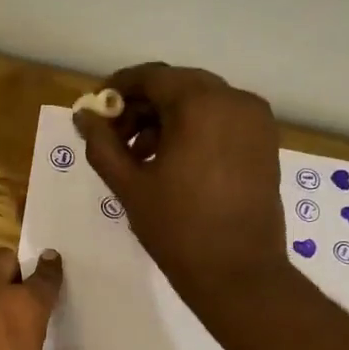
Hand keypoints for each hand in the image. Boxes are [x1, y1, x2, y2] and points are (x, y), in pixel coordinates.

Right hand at [74, 63, 287, 323]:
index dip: (118, 88)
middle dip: (141, 107)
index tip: (95, 110)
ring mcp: (255, 120)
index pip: (151, 77)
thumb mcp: (129, 185)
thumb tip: (83, 115)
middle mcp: (234, 100)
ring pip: (201, 102)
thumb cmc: (177, 229)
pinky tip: (172, 162)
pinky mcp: (264, 142)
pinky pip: (221, 120)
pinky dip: (193, 130)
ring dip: (166, 119)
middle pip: (177, 86)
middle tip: (114, 138)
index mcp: (200, 104)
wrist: (237, 272)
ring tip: (140, 156)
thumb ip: (102, 144)